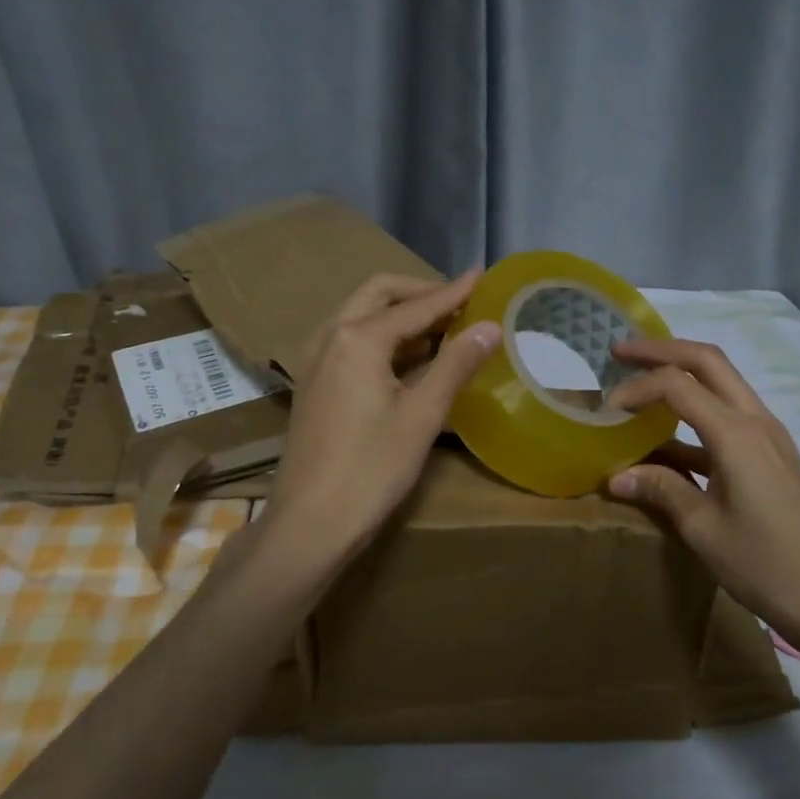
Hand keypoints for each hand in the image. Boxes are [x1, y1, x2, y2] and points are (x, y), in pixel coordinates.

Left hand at [259, 271, 499, 574]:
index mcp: (358, 338)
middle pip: (378, 294)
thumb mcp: (422, 416)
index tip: (482, 277)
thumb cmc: (371, 470)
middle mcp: (331, 336)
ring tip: (441, 327)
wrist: (309, 522)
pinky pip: (350, 339)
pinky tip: (407, 357)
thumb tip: (490, 326)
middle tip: (459, 304)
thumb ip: (456, 364)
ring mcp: (315, 359)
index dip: (452, 292)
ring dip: (399, 312)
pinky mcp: (313, 382)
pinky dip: (381, 335)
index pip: (415, 305)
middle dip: (420, 293)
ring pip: (360, 314)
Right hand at [604, 339, 799, 658]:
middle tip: (620, 352)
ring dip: (681, 374)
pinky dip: (695, 411)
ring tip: (640, 381)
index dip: (637, 387)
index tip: (608, 409)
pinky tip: (667, 438)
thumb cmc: (764, 565)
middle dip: (662, 350)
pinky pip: (729, 414)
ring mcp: (769, 437)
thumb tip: (615, 476)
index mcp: (737, 435)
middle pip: (708, 361)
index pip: (678, 385)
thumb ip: (660, 490)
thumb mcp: (702, 529)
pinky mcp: (772, 455)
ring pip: (722, 382)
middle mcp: (757, 422)